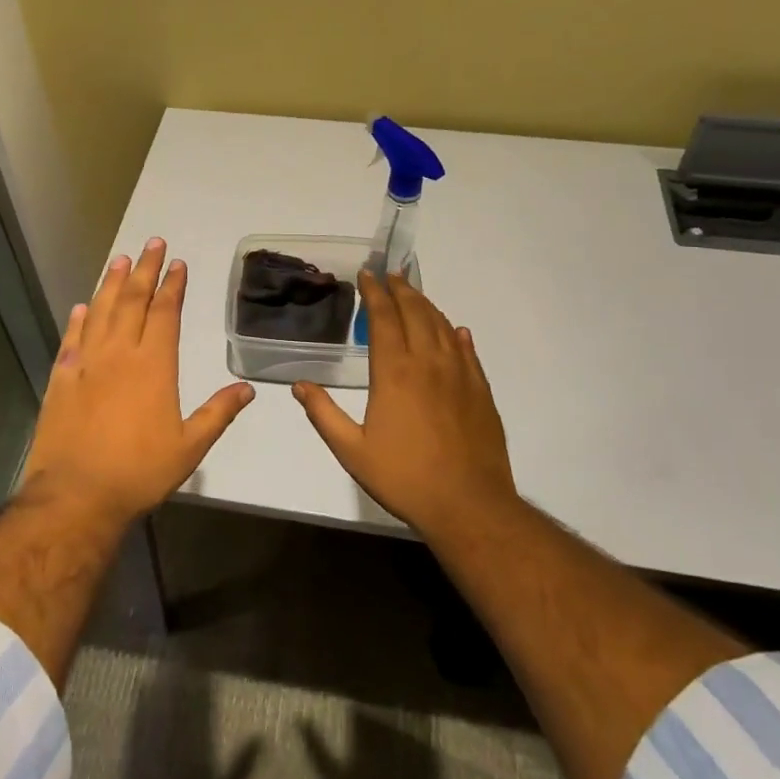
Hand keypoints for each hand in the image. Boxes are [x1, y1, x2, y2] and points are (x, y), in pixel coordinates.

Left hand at [23, 239, 253, 525]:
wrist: (76, 495)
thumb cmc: (139, 472)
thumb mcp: (190, 447)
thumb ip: (218, 413)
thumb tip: (247, 389)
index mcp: (154, 366)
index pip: (165, 313)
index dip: (172, 286)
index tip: (177, 263)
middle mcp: (119, 354)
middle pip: (133, 301)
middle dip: (145, 270)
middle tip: (152, 243)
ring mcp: (86, 364)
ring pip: (101, 312)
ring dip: (112, 284)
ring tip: (120, 260)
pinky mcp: (60, 379)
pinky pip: (71, 339)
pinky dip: (78, 320)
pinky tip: (82, 306)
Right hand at [293, 272, 517, 537]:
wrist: (468, 504)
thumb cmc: (404, 477)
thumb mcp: (351, 450)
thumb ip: (324, 414)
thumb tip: (298, 385)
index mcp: (394, 372)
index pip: (383, 318)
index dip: (374, 293)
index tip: (367, 275)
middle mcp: (428, 362)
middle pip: (415, 312)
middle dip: (400, 289)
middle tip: (390, 275)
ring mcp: (459, 374)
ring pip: (442, 325)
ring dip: (426, 305)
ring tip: (414, 294)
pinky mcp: (480, 390)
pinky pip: (468, 351)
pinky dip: (457, 334)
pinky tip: (455, 331)